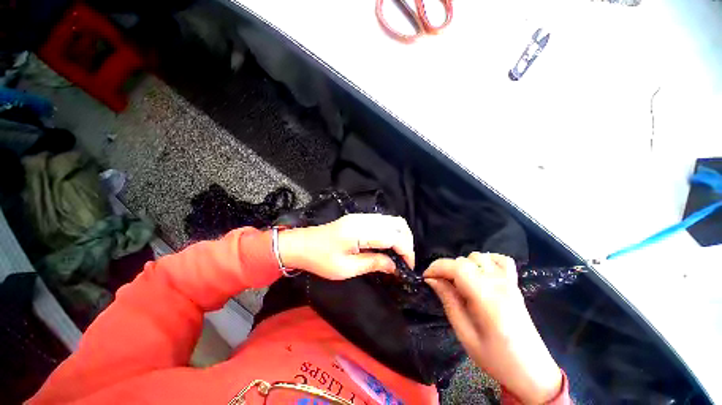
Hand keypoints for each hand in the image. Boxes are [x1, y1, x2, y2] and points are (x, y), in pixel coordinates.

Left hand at [277, 214, 414, 279]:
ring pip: (392, 220)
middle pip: (398, 224)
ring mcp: (361, 216)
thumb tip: (394, 266)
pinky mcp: (359, 218)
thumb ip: (373, 263)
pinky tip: (388, 246)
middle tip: (404, 261)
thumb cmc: (320, 259)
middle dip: (407, 243)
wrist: (301, 244)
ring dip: (401, 236)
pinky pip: (383, 221)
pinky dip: (392, 232)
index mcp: (360, 231)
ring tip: (399, 255)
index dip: (406, 252)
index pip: (394, 236)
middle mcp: (364, 219)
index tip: (407, 268)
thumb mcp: (346, 268)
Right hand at [425, 253, 562, 403]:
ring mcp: (509, 283)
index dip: (437, 267)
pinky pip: (501, 260)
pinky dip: (486, 260)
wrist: (532, 371)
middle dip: (446, 268)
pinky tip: (480, 273)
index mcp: (487, 299)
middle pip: (465, 260)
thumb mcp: (465, 334)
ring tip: (459, 282)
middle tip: (440, 285)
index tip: (426, 277)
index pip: (458, 267)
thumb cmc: (495, 358)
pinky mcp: (515, 285)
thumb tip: (431, 279)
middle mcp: (499, 285)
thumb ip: (448, 301)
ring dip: (463, 264)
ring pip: (479, 257)